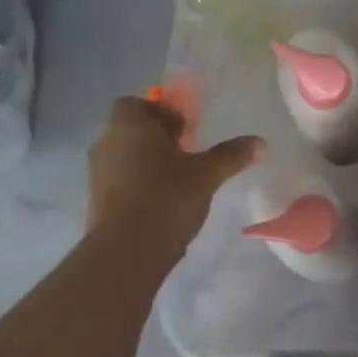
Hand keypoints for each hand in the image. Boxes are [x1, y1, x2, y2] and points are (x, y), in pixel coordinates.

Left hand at [86, 97, 262, 279]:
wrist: (125, 253)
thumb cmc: (166, 197)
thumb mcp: (207, 174)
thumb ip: (231, 155)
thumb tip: (261, 143)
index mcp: (129, 125)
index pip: (136, 103)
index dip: (161, 112)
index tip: (185, 130)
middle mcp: (107, 143)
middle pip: (132, 129)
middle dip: (158, 137)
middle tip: (187, 153)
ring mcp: (97, 174)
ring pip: (125, 155)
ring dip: (148, 161)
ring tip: (178, 180)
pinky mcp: (96, 202)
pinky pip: (120, 180)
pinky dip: (139, 184)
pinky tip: (163, 203)